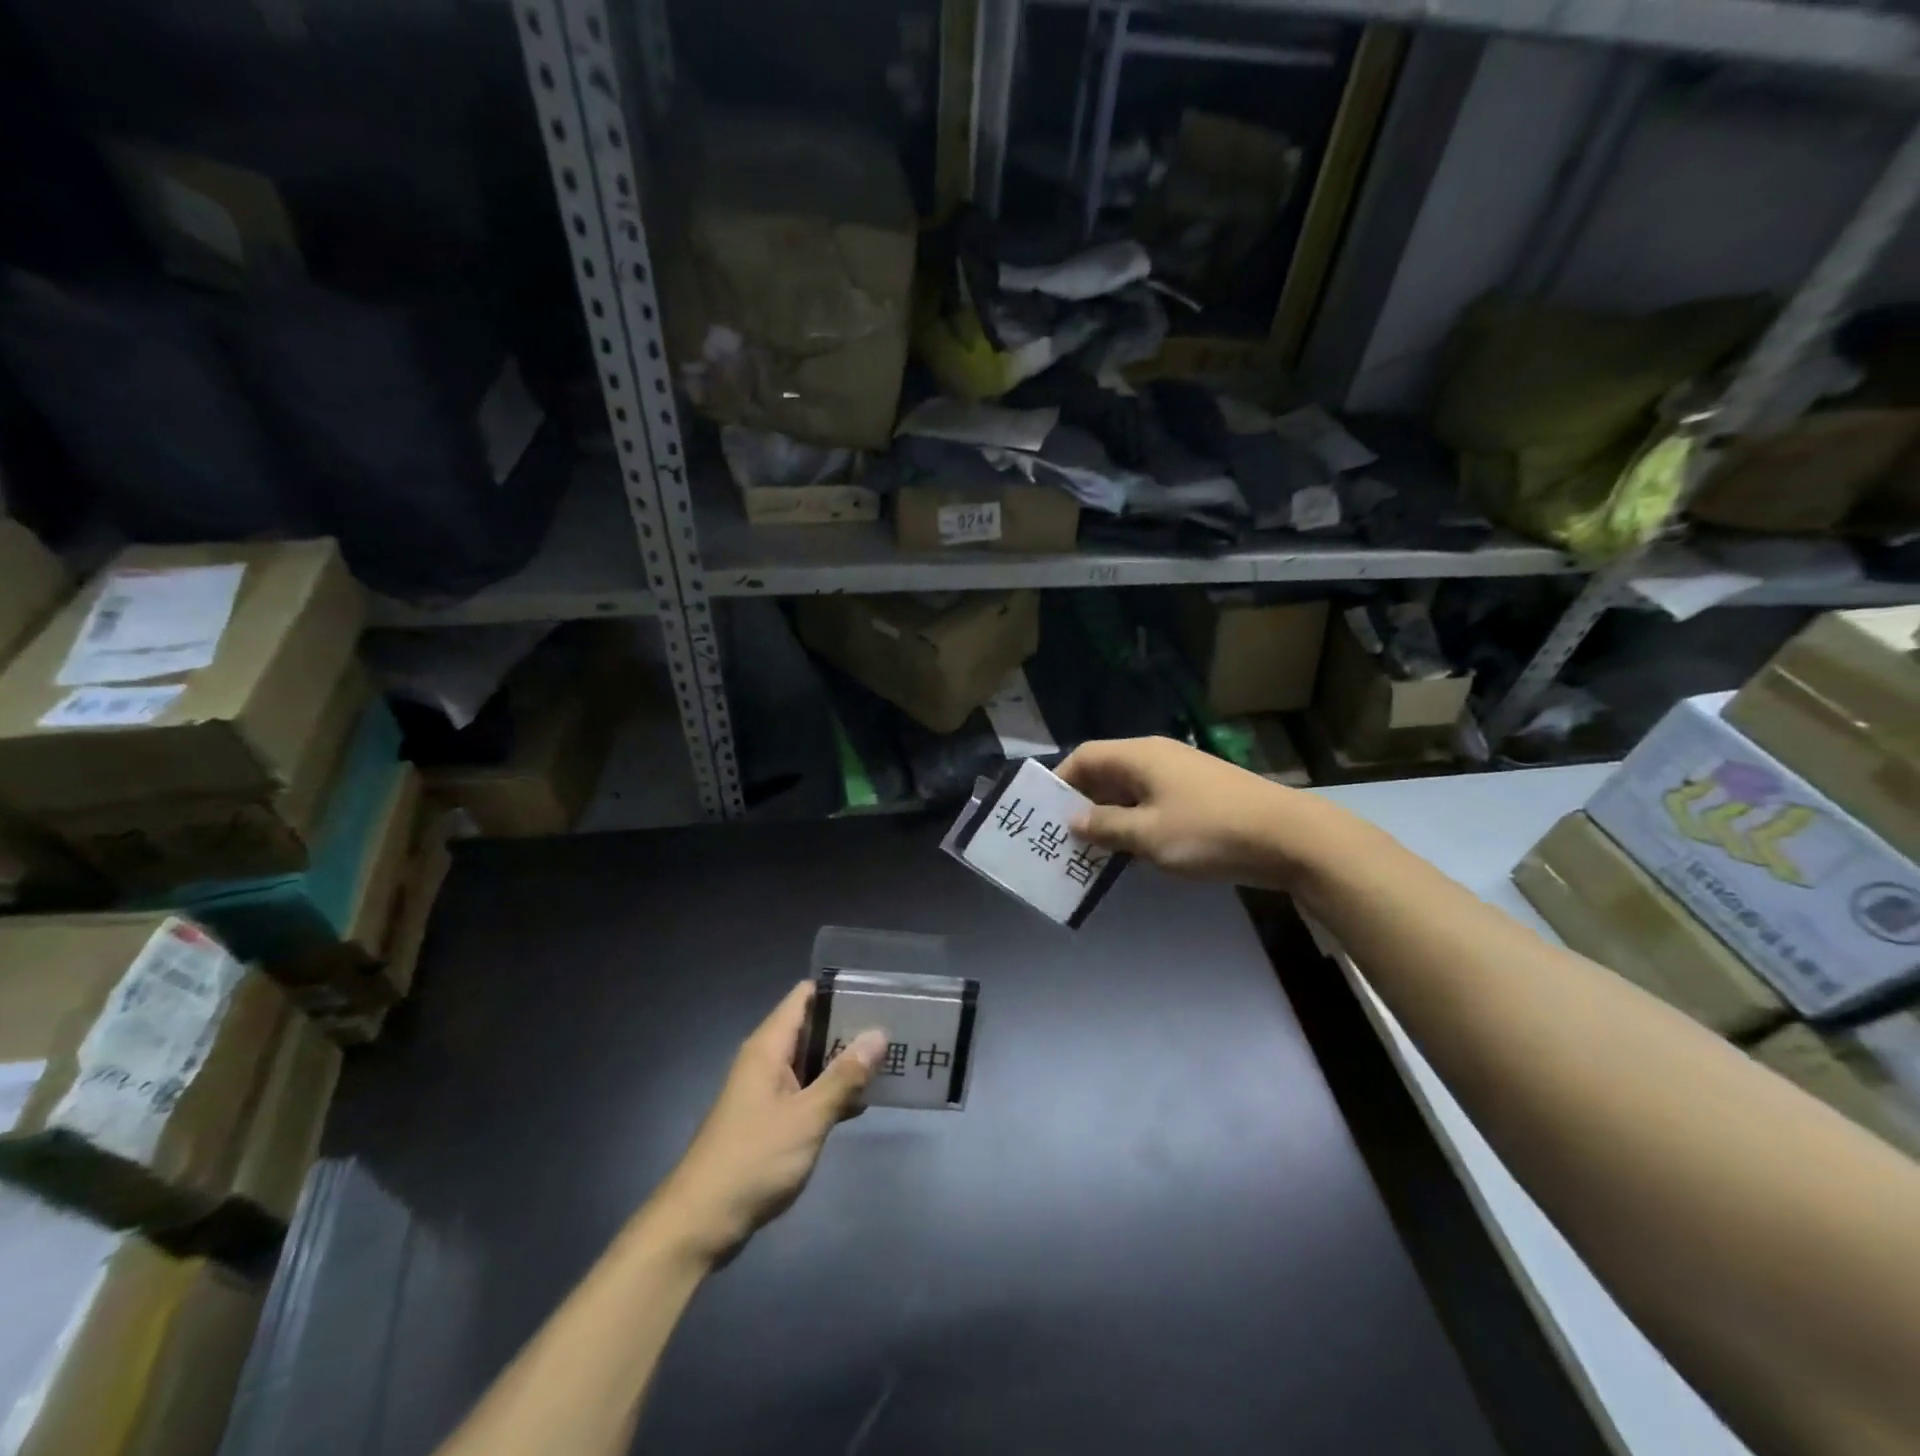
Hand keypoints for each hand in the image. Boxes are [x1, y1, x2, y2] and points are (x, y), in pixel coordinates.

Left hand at [648, 982, 884, 1266]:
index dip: (838, 991)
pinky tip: (863, 1102)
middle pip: (811, 1028)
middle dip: (848, 1028)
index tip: (876, 994)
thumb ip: (843, 1076)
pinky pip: (806, 1091)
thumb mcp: (807, 1117)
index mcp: (768, 1047)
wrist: (699, 1223)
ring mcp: (766, 1091)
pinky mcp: (769, 1120)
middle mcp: (765, 1061)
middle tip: (893, 1029)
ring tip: (888, 1060)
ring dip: (843, 1062)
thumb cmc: (753, 1160)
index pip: (804, 997)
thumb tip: (878, 1034)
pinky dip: (831, 1092)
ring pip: (811, 1062)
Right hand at [1058, 736, 1325, 889]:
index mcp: (1140, 756)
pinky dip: (1135, 823)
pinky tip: (1130, 853)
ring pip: (1130, 791)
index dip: (1061, 781)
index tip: (1043, 813)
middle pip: (1106, 772)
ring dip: (1109, 818)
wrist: (1290, 838)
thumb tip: (1075, 820)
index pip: (1086, 756)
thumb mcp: (1148, 835)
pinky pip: (1153, 804)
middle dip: (1082, 803)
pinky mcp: (1200, 797)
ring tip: (1089, 851)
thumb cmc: (1209, 831)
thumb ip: (1106, 826)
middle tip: (1062, 838)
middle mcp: (1158, 758)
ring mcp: (1181, 776)